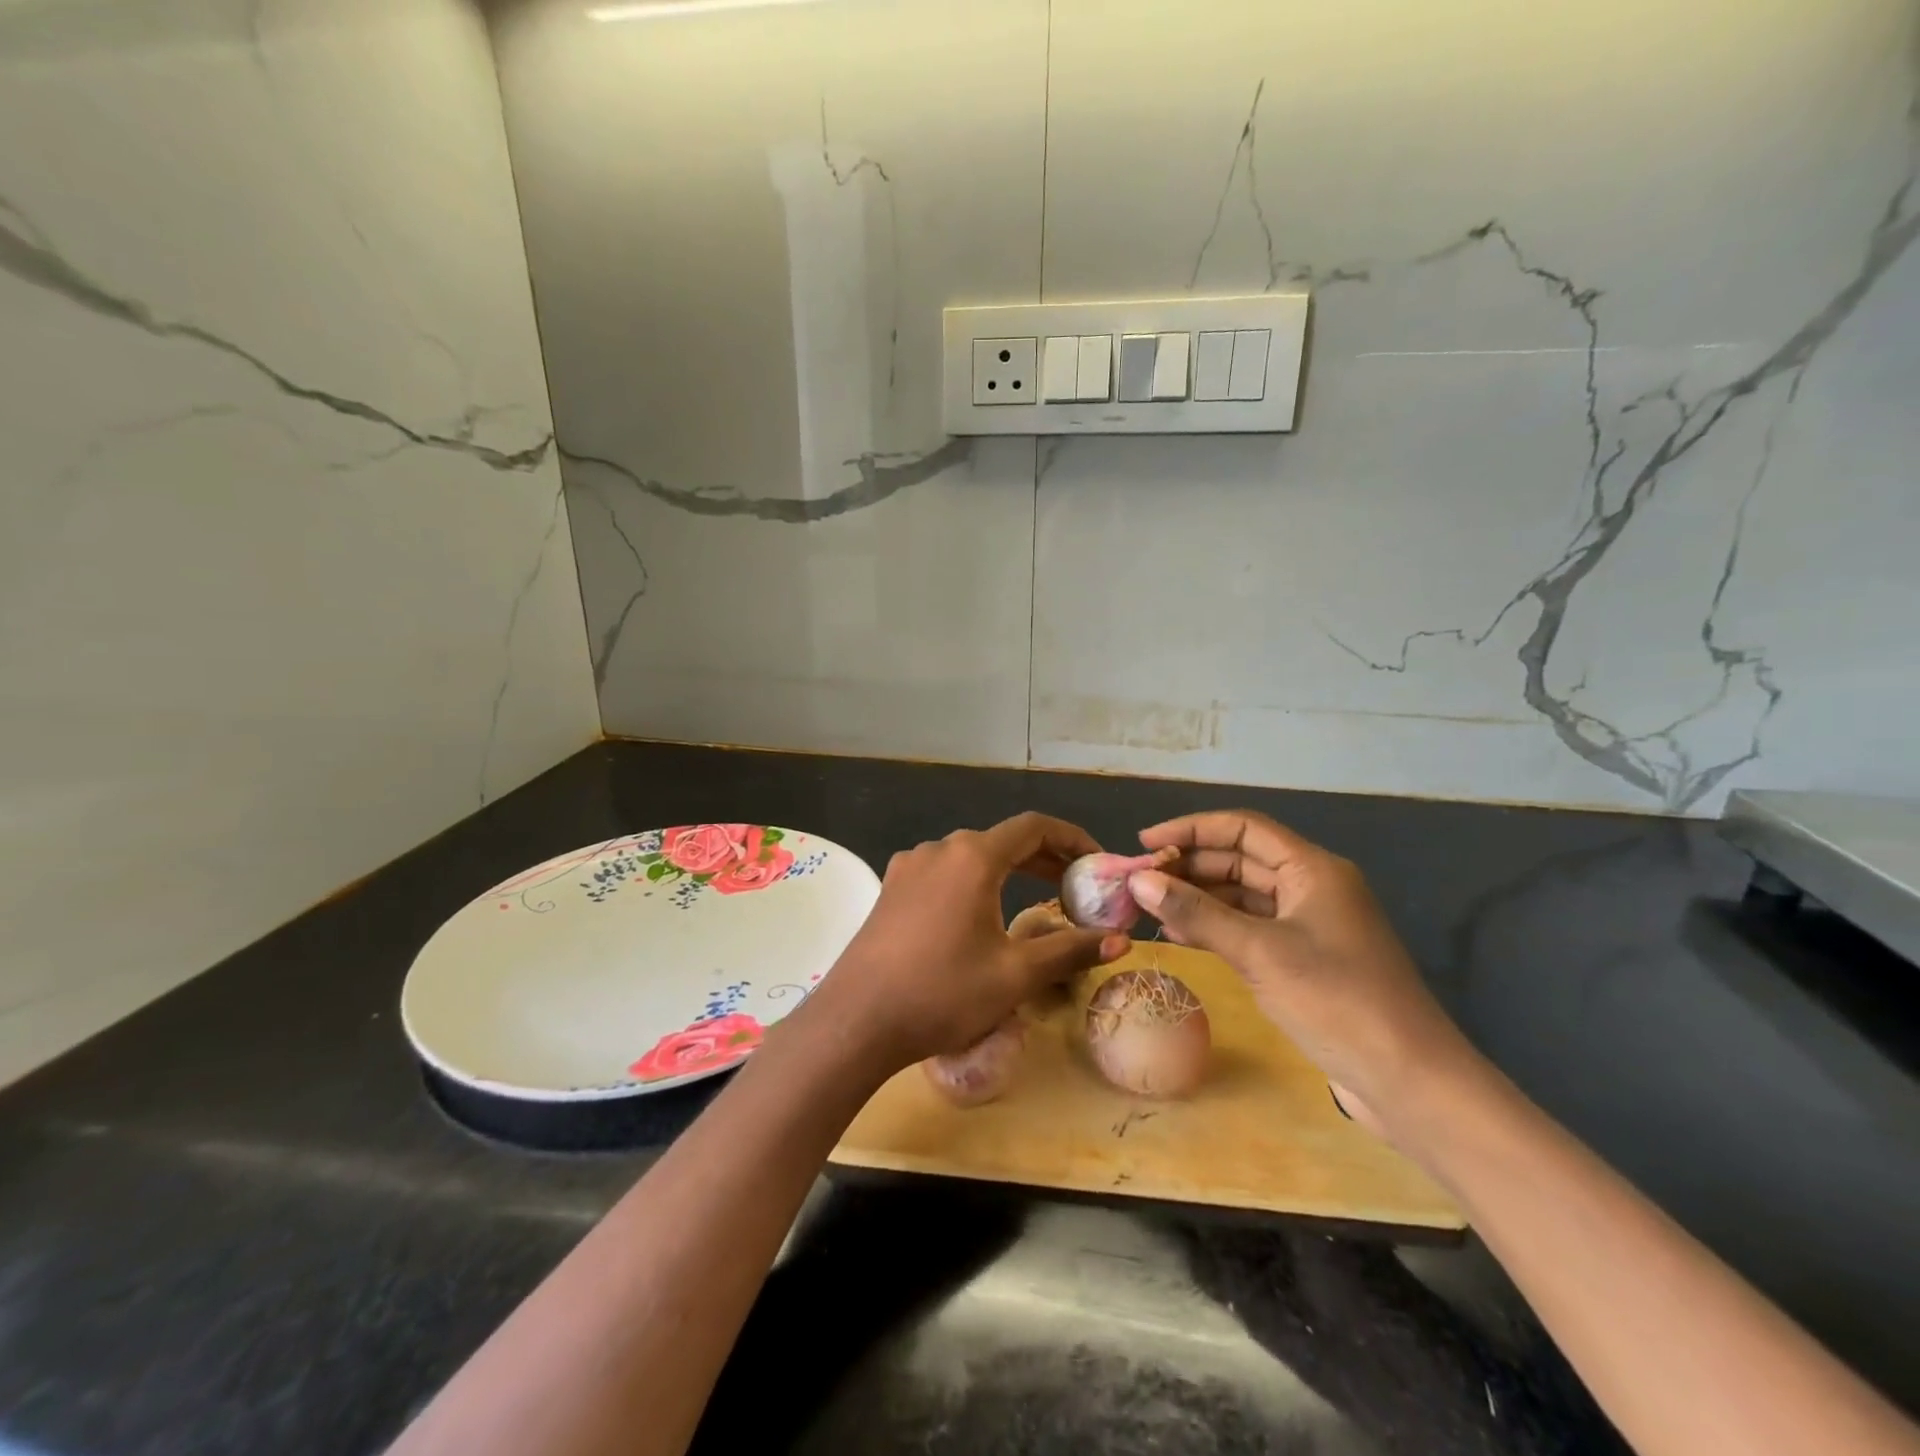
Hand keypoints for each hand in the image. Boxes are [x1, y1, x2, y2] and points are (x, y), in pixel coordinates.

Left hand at [813, 813, 1129, 1071]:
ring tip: (1037, 900)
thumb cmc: (942, 993)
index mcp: (973, 856)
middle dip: (1045, 859)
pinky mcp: (891, 889)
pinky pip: (945, 873)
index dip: (1072, 839)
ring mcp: (909, 866)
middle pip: (1003, 840)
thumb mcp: (1015, 974)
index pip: (1034, 827)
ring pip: (972, 857)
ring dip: (1009, 871)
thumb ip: (1070, 950)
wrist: (857, 1021)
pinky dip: (975, 883)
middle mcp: (939, 849)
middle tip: (1077, 888)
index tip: (1097, 863)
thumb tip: (1122, 941)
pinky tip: (982, 915)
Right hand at [1128, 810, 1476, 1130]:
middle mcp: (1311, 887)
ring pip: (1242, 896)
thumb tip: (1139, 881)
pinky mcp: (1304, 959)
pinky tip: (1179, 938)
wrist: (1409, 1081)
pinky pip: (1249, 928)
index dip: (1191, 829)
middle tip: (1138, 881)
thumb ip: (1196, 914)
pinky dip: (1215, 928)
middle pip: (1240, 859)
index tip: (1144, 842)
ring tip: (1149, 908)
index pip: (1243, 828)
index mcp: (1312, 869)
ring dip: (1198, 898)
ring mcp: (1308, 925)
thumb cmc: (1337, 1001)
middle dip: (1189, 866)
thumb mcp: (1259, 953)